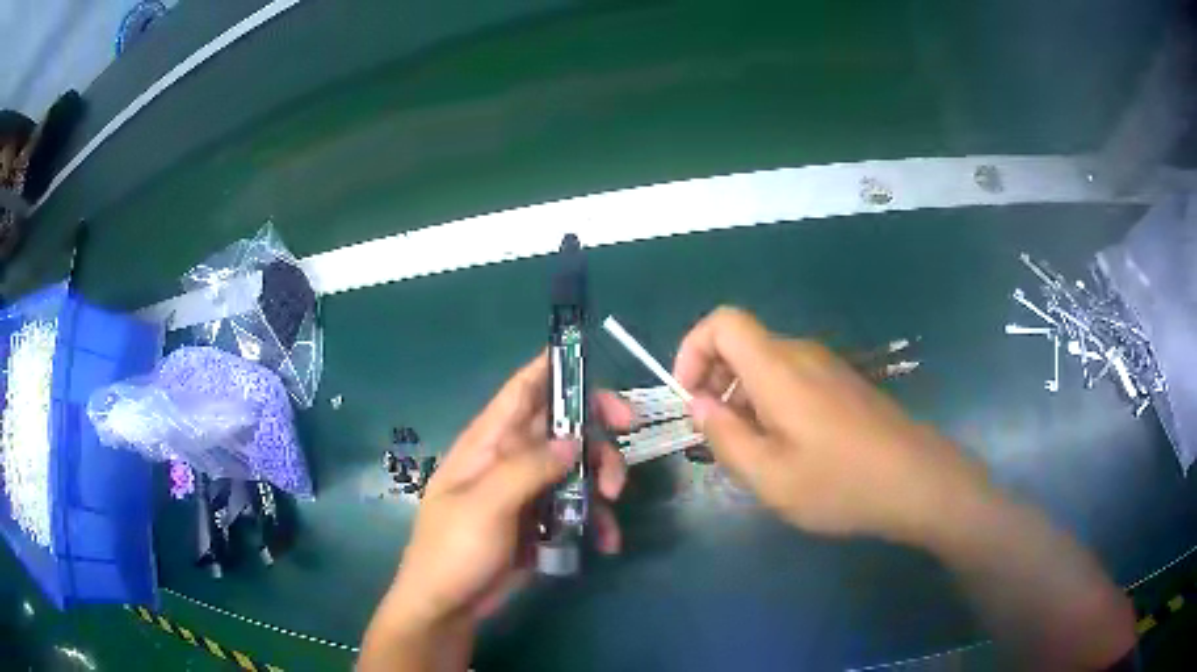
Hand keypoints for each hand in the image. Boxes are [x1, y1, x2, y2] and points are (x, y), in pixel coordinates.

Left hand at [361, 352, 631, 669]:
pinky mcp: (541, 521)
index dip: (554, 367)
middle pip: (562, 426)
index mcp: (488, 443)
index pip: (522, 390)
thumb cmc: (453, 550)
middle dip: (597, 431)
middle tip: (626, 441)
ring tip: (610, 506)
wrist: (448, 606)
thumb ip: (527, 470)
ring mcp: (528, 491)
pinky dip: (596, 519)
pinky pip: (578, 507)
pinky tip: (606, 542)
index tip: (594, 361)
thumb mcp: (485, 506)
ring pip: (577, 466)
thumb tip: (572, 440)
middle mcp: (511, 459)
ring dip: (601, 478)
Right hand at [674, 307, 988, 545]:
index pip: (723, 322)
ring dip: (744, 400)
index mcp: (778, 368)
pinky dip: (772, 405)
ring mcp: (828, 368)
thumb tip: (699, 405)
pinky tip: (789, 451)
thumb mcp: (770, 477)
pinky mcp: (844, 385)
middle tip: (718, 439)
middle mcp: (802, 354)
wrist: (917, 481)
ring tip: (753, 453)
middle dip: (715, 385)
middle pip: (742, 345)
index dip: (693, 350)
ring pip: (767, 366)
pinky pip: (793, 380)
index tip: (689, 399)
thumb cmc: (841, 483)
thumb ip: (725, 437)